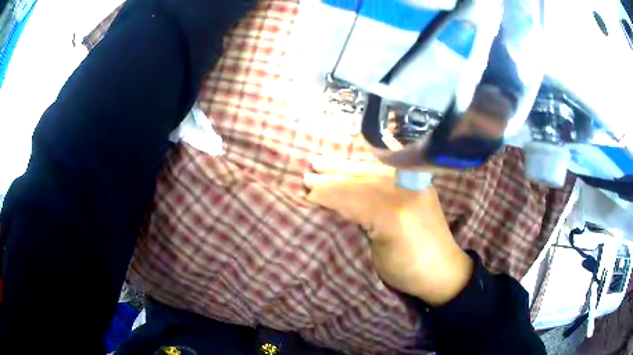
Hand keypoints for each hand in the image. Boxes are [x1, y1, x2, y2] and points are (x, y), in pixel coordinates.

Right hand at [305, 158, 472, 305]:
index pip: (354, 197)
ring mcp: (415, 185)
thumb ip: (359, 224)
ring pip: (371, 172)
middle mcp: (406, 192)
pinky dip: (363, 170)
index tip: (306, 192)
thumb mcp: (377, 255)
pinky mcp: (418, 184)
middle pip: (361, 179)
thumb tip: (335, 205)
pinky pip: (384, 173)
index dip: (329, 193)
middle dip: (333, 176)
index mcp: (394, 215)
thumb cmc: (408, 270)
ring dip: (345, 167)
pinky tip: (350, 166)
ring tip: (322, 163)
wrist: (444, 270)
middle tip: (308, 174)